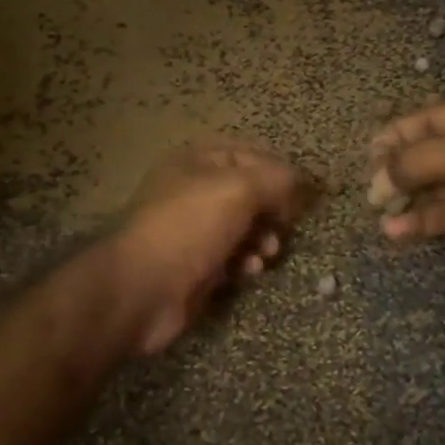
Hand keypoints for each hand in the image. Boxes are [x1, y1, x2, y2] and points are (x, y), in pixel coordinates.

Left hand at [114, 141, 314, 354]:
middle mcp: (193, 192)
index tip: (301, 194)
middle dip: (273, 210)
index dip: (278, 171)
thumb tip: (300, 181)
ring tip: (266, 252)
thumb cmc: (189, 228)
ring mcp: (193, 232)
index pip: (249, 155)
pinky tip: (248, 272)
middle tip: (285, 226)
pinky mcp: (196, 267)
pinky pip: (232, 259)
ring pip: (243, 229)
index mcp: (196, 163)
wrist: (142, 289)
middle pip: (249, 195)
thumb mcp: (238, 190)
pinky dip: (245, 263)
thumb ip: (275, 179)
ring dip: (263, 239)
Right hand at [368, 99, 444, 263]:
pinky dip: (420, 225)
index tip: (367, 155)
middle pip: (423, 158)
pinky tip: (396, 234)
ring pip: (430, 192)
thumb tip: (379, 180)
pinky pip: (444, 219)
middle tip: (370, 191)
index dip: (394, 135)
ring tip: (378, 214)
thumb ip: (417, 162)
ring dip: (404, 201)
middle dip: (394, 172)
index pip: (423, 122)